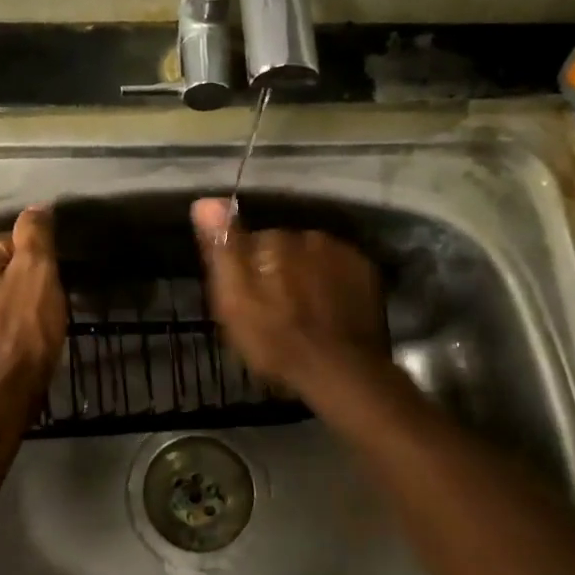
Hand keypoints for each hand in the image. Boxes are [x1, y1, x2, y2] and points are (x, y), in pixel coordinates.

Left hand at [0, 205, 67, 401]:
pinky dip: (14, 314)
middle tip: (44, 299)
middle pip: (5, 261)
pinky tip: (28, 330)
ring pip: (2, 285)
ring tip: (39, 316)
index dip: (35, 257)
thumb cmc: (21, 326)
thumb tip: (37, 207)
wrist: (3, 390)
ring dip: (23, 296)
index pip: (10, 238)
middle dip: (28, 276)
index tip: (44, 281)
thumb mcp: (36, 270)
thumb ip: (35, 233)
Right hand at [191, 197, 386, 395]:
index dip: (246, 270)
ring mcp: (345, 253)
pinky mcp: (368, 274)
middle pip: (285, 248)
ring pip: (313, 258)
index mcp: (274, 240)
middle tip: (274, 310)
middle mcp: (311, 235)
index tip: (245, 299)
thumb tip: (205, 201)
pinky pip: (339, 271)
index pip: (252, 241)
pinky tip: (327, 312)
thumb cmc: (276, 341)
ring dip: (306, 276)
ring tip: (302, 313)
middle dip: (278, 270)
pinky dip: (331, 285)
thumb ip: (223, 249)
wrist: (340, 372)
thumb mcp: (234, 301)